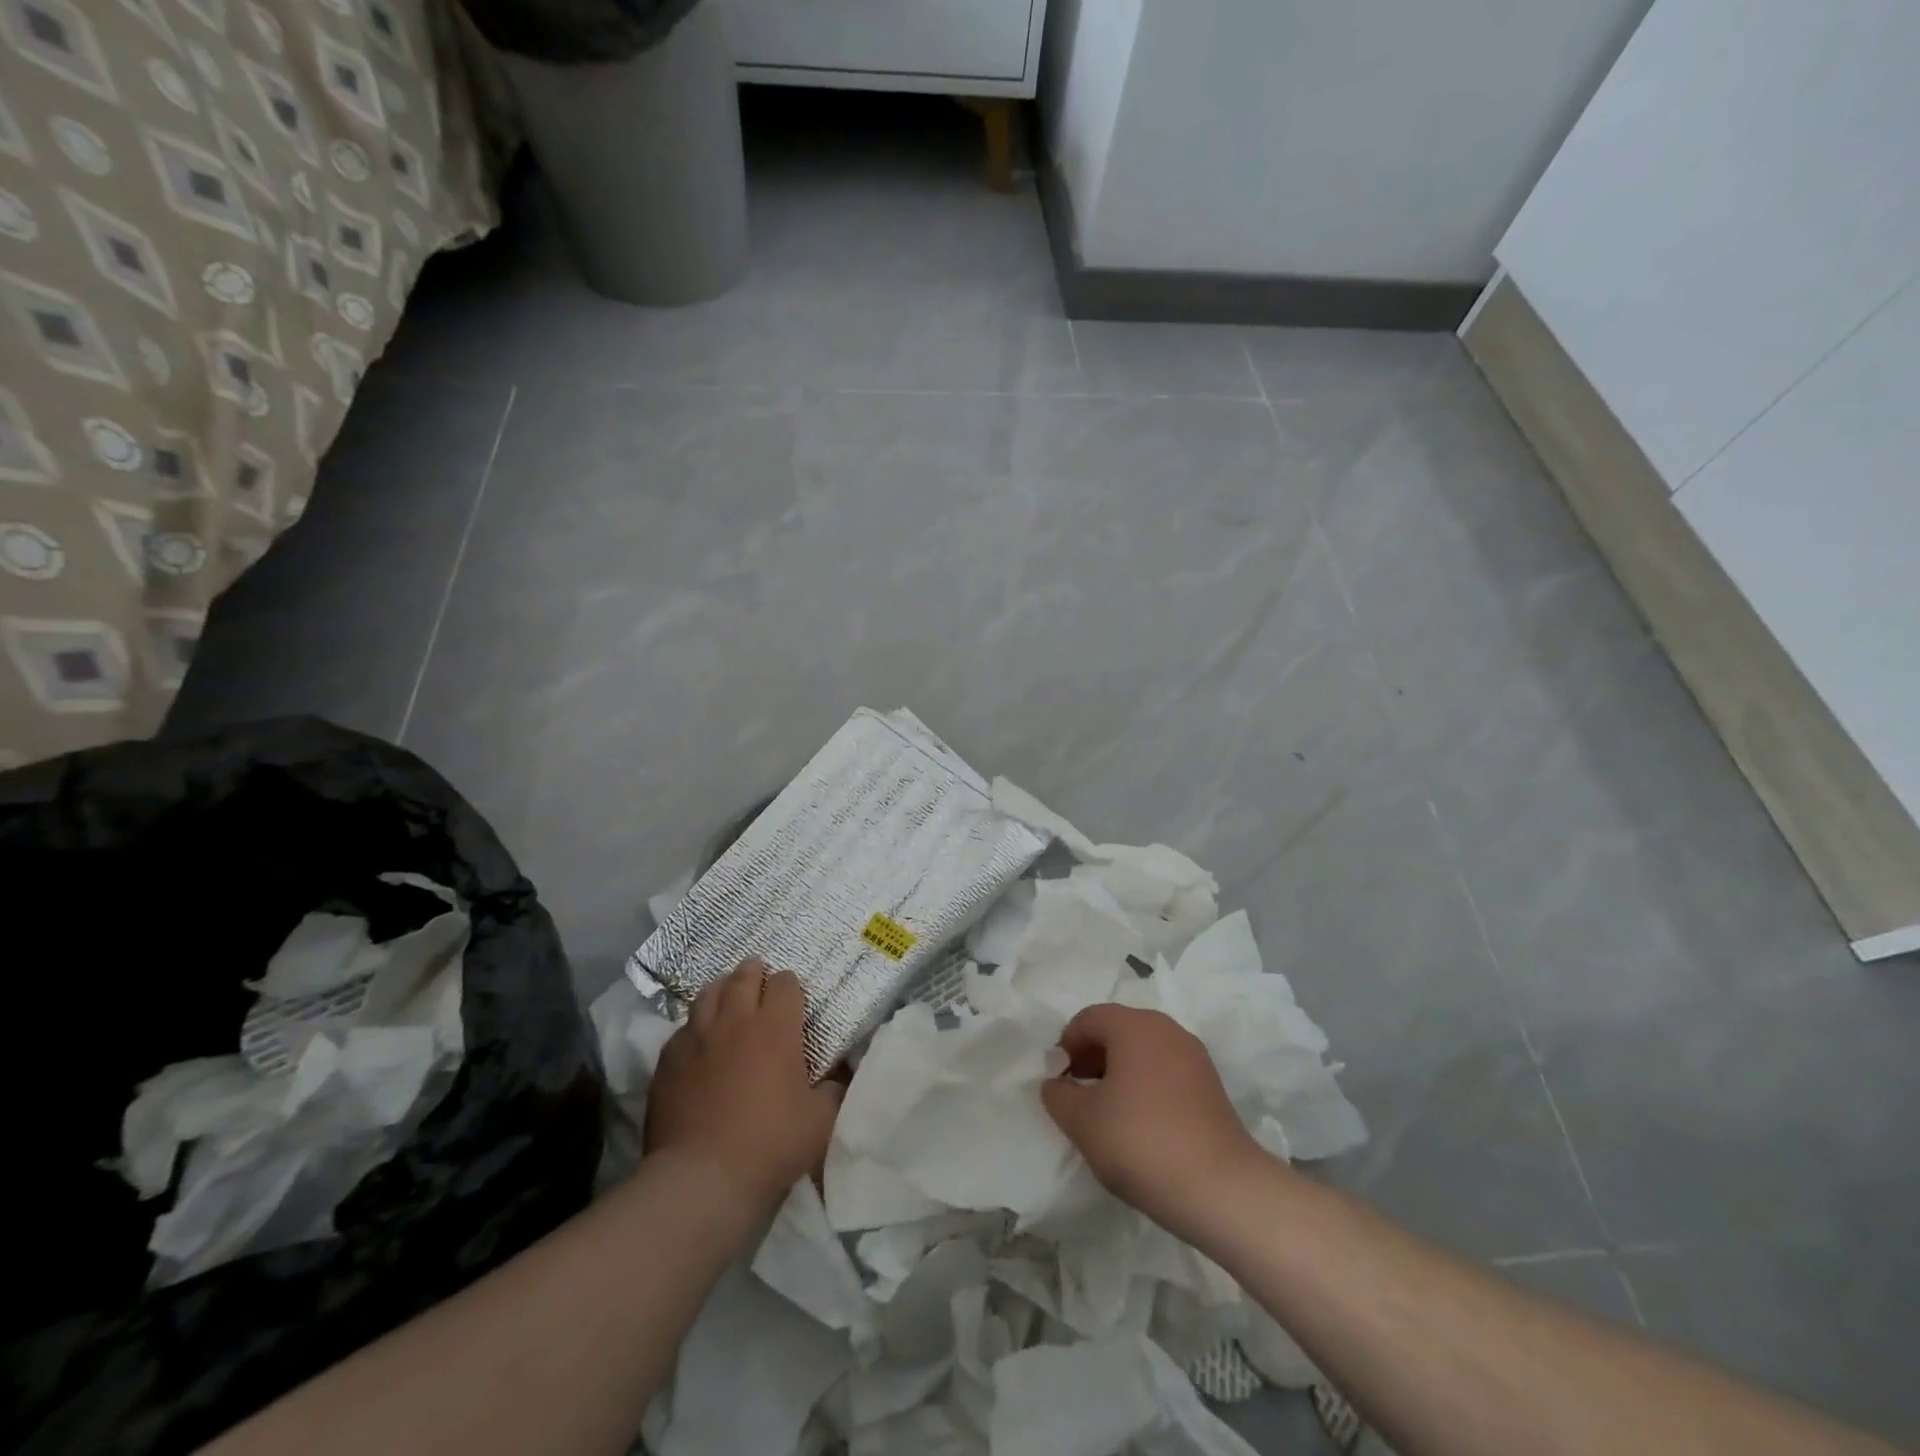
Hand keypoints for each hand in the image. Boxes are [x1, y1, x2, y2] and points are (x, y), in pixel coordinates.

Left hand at [645, 959, 841, 1214]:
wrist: (702, 1180)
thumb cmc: (770, 1144)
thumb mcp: (821, 1120)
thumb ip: (834, 1089)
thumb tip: (841, 1074)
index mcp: (775, 1028)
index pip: (785, 983)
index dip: (791, 987)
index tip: (795, 1001)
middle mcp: (734, 1021)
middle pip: (743, 977)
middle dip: (755, 973)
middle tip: (760, 981)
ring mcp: (696, 1038)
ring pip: (708, 994)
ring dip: (722, 990)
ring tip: (728, 998)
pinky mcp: (667, 1061)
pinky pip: (682, 1029)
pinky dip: (694, 1027)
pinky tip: (698, 1042)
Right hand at [1042, 1004, 1261, 1234]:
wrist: (1221, 1188)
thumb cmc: (1141, 1142)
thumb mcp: (1082, 1121)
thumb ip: (1058, 1094)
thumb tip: (1057, 1083)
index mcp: (1133, 1025)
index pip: (1088, 1019)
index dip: (1066, 1046)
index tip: (1059, 1083)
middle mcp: (1166, 1028)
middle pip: (1117, 1030)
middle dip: (1092, 1058)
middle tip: (1078, 1096)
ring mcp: (1193, 1056)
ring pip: (1143, 1051)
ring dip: (1118, 1073)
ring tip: (1107, 1114)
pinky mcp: (1211, 1085)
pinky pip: (1165, 1071)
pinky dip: (1145, 1086)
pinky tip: (1140, 1125)